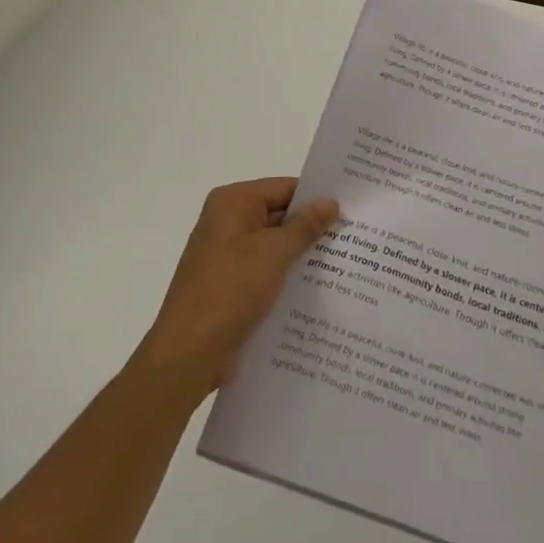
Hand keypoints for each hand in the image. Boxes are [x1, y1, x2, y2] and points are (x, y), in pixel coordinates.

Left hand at [136, 178, 339, 398]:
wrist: (188, 354)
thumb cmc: (231, 290)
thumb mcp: (275, 252)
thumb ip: (306, 225)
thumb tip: (330, 202)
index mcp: (232, 203)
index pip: (284, 188)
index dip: (317, 198)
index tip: (350, 208)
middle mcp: (226, 222)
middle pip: (279, 215)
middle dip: (312, 228)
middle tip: (355, 236)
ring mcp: (226, 256)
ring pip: (274, 246)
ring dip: (302, 255)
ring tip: (345, 263)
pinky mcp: (229, 285)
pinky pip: (265, 271)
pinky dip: (287, 277)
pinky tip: (317, 290)